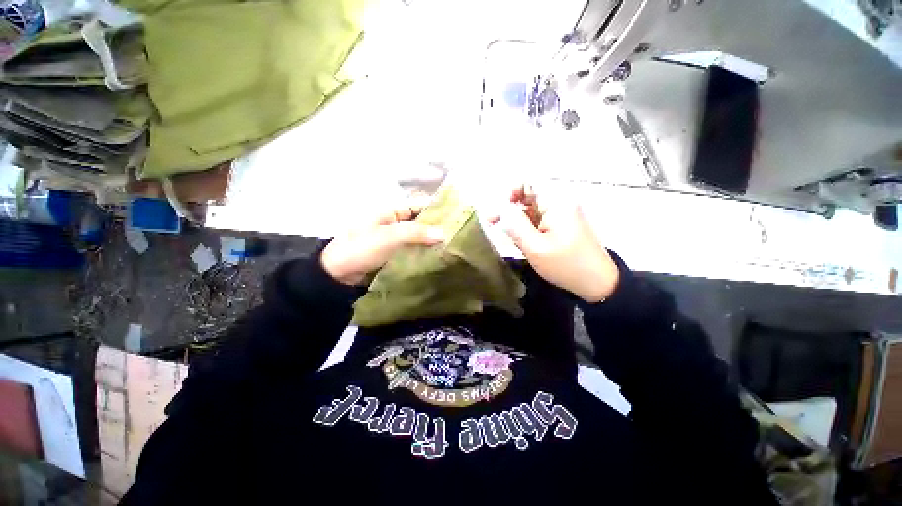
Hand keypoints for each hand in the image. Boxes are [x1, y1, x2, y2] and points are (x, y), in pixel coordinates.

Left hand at [321, 202, 444, 285]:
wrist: (339, 275)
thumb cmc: (361, 248)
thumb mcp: (388, 237)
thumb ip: (416, 233)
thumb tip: (444, 234)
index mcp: (391, 212)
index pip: (419, 205)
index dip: (436, 208)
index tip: (456, 215)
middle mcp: (396, 223)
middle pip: (421, 222)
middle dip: (437, 226)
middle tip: (459, 233)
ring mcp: (396, 240)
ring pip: (419, 237)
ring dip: (433, 241)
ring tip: (454, 245)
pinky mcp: (396, 254)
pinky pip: (414, 250)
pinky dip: (425, 252)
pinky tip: (439, 257)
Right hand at [491, 186, 619, 302]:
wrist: (598, 283)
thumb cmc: (565, 265)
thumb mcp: (535, 247)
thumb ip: (515, 225)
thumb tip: (500, 209)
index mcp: (556, 203)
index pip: (529, 182)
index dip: (510, 191)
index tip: (500, 209)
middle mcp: (559, 203)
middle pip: (528, 196)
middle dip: (510, 209)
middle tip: (493, 224)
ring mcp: (561, 215)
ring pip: (531, 210)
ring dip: (518, 222)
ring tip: (511, 239)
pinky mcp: (562, 226)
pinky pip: (539, 221)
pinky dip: (527, 229)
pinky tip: (523, 243)